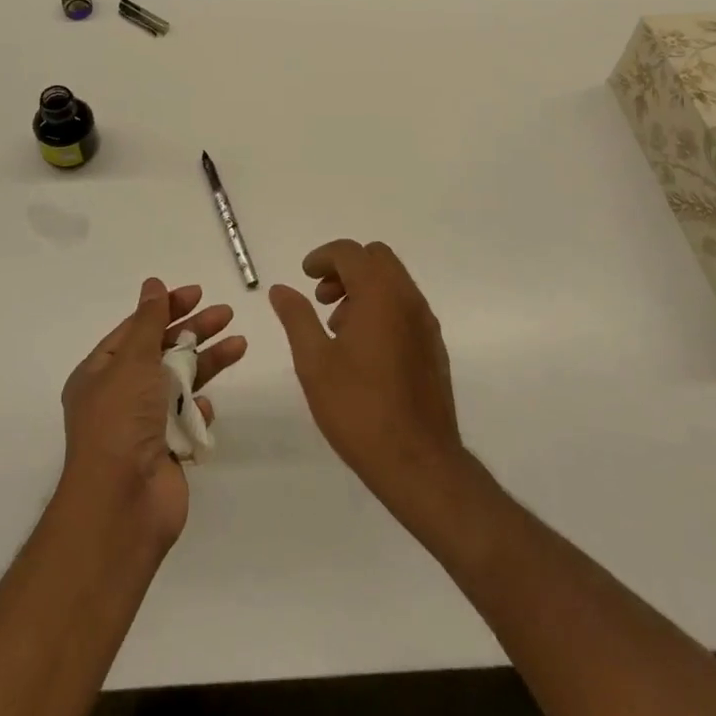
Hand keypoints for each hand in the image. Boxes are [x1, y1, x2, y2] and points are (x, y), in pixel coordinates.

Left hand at [59, 278, 245, 554]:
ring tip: (240, 344)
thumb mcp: (132, 361)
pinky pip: (187, 419)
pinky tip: (207, 407)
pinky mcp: (167, 451)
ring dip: (207, 363)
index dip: (165, 308)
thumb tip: (152, 283)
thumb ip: (148, 321)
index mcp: (100, 373)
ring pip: (180, 382)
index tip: (197, 293)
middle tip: (226, 313)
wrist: (122, 504)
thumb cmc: (120, 422)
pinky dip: (199, 410)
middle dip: (193, 331)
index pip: (135, 329)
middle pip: (161, 352)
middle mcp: (120, 396)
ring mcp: (144, 425)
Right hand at [269, 240, 466, 514]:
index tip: (304, 276)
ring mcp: (426, 323)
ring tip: (338, 329)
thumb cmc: (359, 409)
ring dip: (364, 288)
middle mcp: (408, 299)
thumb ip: (297, 318)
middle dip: (345, 268)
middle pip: (377, 259)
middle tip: (321, 298)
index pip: (350, 252)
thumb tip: (281, 289)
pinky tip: (363, 350)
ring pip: (394, 282)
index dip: (323, 257)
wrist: (419, 463)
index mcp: (380, 295)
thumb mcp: (314, 362)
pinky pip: (406, 307)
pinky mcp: (434, 347)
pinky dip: (382, 308)